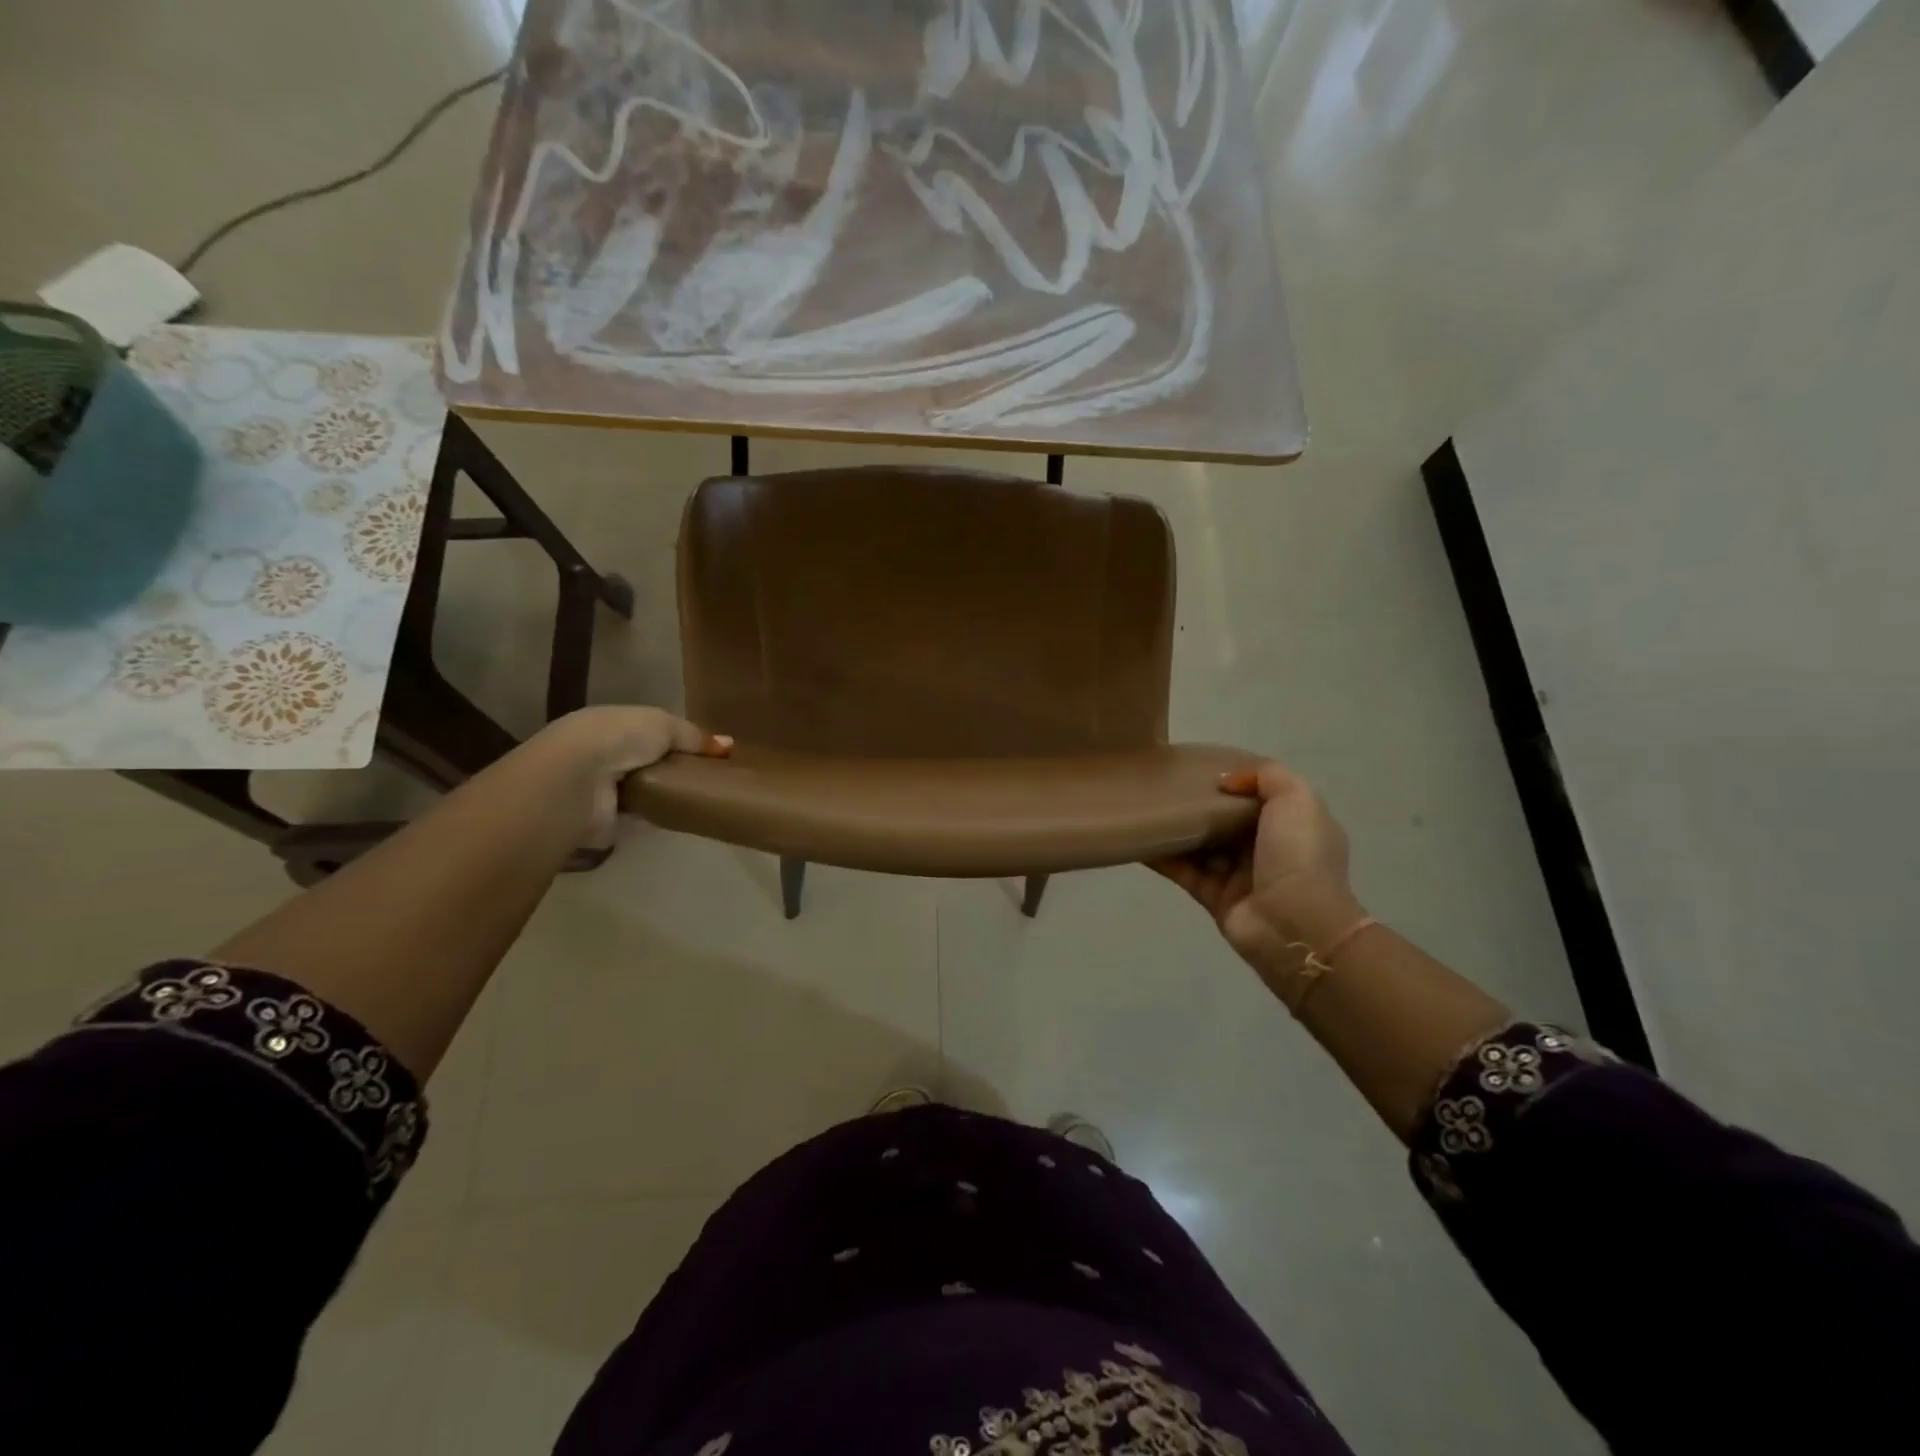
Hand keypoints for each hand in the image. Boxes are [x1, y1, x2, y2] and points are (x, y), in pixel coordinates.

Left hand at [533, 706, 730, 846]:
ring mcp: (601, 790)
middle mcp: (602, 754)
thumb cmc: (618, 739)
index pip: (648, 730)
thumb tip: (728, 745)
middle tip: (711, 778)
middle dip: (674, 768)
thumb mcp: (664, 724)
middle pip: (647, 761)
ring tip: (702, 799)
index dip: (678, 740)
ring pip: (644, 790)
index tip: (709, 753)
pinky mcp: (604, 821)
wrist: (576, 782)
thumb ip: (694, 735)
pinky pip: (640, 818)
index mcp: (609, 723)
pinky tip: (683, 818)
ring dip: (665, 795)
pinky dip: (658, 818)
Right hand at [1149, 763, 1366, 995]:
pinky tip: (1139, 839)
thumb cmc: (1298, 855)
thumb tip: (1225, 781)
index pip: (1260, 795)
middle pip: (1227, 819)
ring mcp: (1240, 875)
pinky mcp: (1214, 897)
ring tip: (1146, 806)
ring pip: (1202, 845)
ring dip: (1178, 828)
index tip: (1200, 764)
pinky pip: (1184, 871)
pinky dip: (1162, 857)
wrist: (1294, 926)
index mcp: (1293, 825)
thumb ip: (1266, 776)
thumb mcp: (1297, 799)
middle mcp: (1268, 849)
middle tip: (1166, 783)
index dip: (1235, 780)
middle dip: (1201, 802)